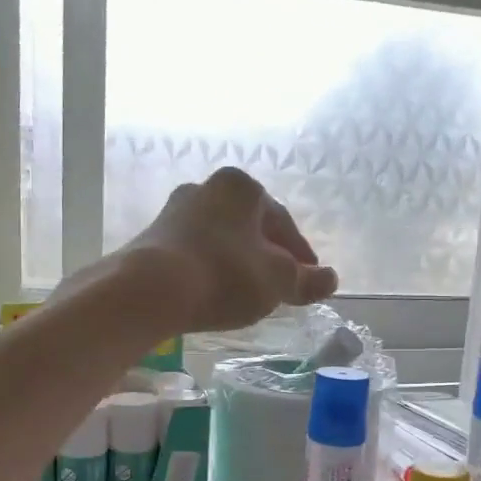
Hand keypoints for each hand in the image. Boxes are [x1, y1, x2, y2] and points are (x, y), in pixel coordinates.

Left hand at [109, 168, 338, 333]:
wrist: (149, 290)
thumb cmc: (224, 275)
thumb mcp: (277, 281)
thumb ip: (306, 280)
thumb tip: (331, 279)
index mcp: (241, 187)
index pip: (283, 222)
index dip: (300, 255)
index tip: (308, 280)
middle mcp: (205, 188)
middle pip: (249, 228)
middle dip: (266, 255)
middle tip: (280, 286)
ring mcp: (173, 212)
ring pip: (220, 240)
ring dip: (237, 263)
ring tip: (247, 293)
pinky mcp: (151, 239)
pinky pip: (194, 254)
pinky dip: (210, 270)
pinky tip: (214, 293)